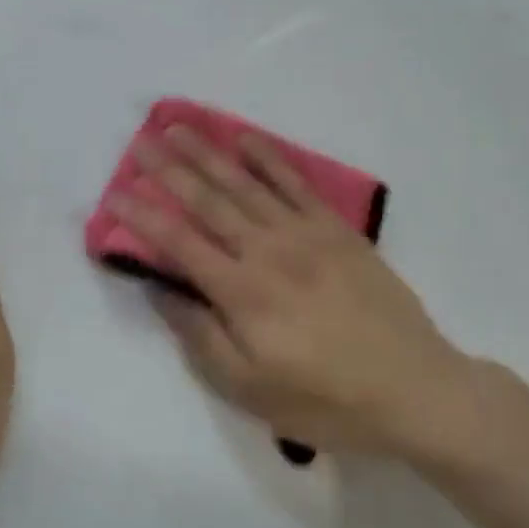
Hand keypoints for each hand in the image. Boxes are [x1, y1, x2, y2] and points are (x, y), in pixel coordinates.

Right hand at [109, 126, 475, 459]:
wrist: (414, 388)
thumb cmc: (326, 400)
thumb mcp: (250, 389)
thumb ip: (201, 336)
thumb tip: (162, 290)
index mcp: (242, 293)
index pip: (179, 243)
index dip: (143, 217)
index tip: (114, 193)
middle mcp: (268, 251)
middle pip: (209, 202)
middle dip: (169, 171)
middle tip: (140, 143)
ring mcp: (307, 234)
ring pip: (247, 184)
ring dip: (210, 153)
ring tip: (180, 127)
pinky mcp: (339, 231)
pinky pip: (297, 184)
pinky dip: (270, 158)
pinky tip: (247, 140)